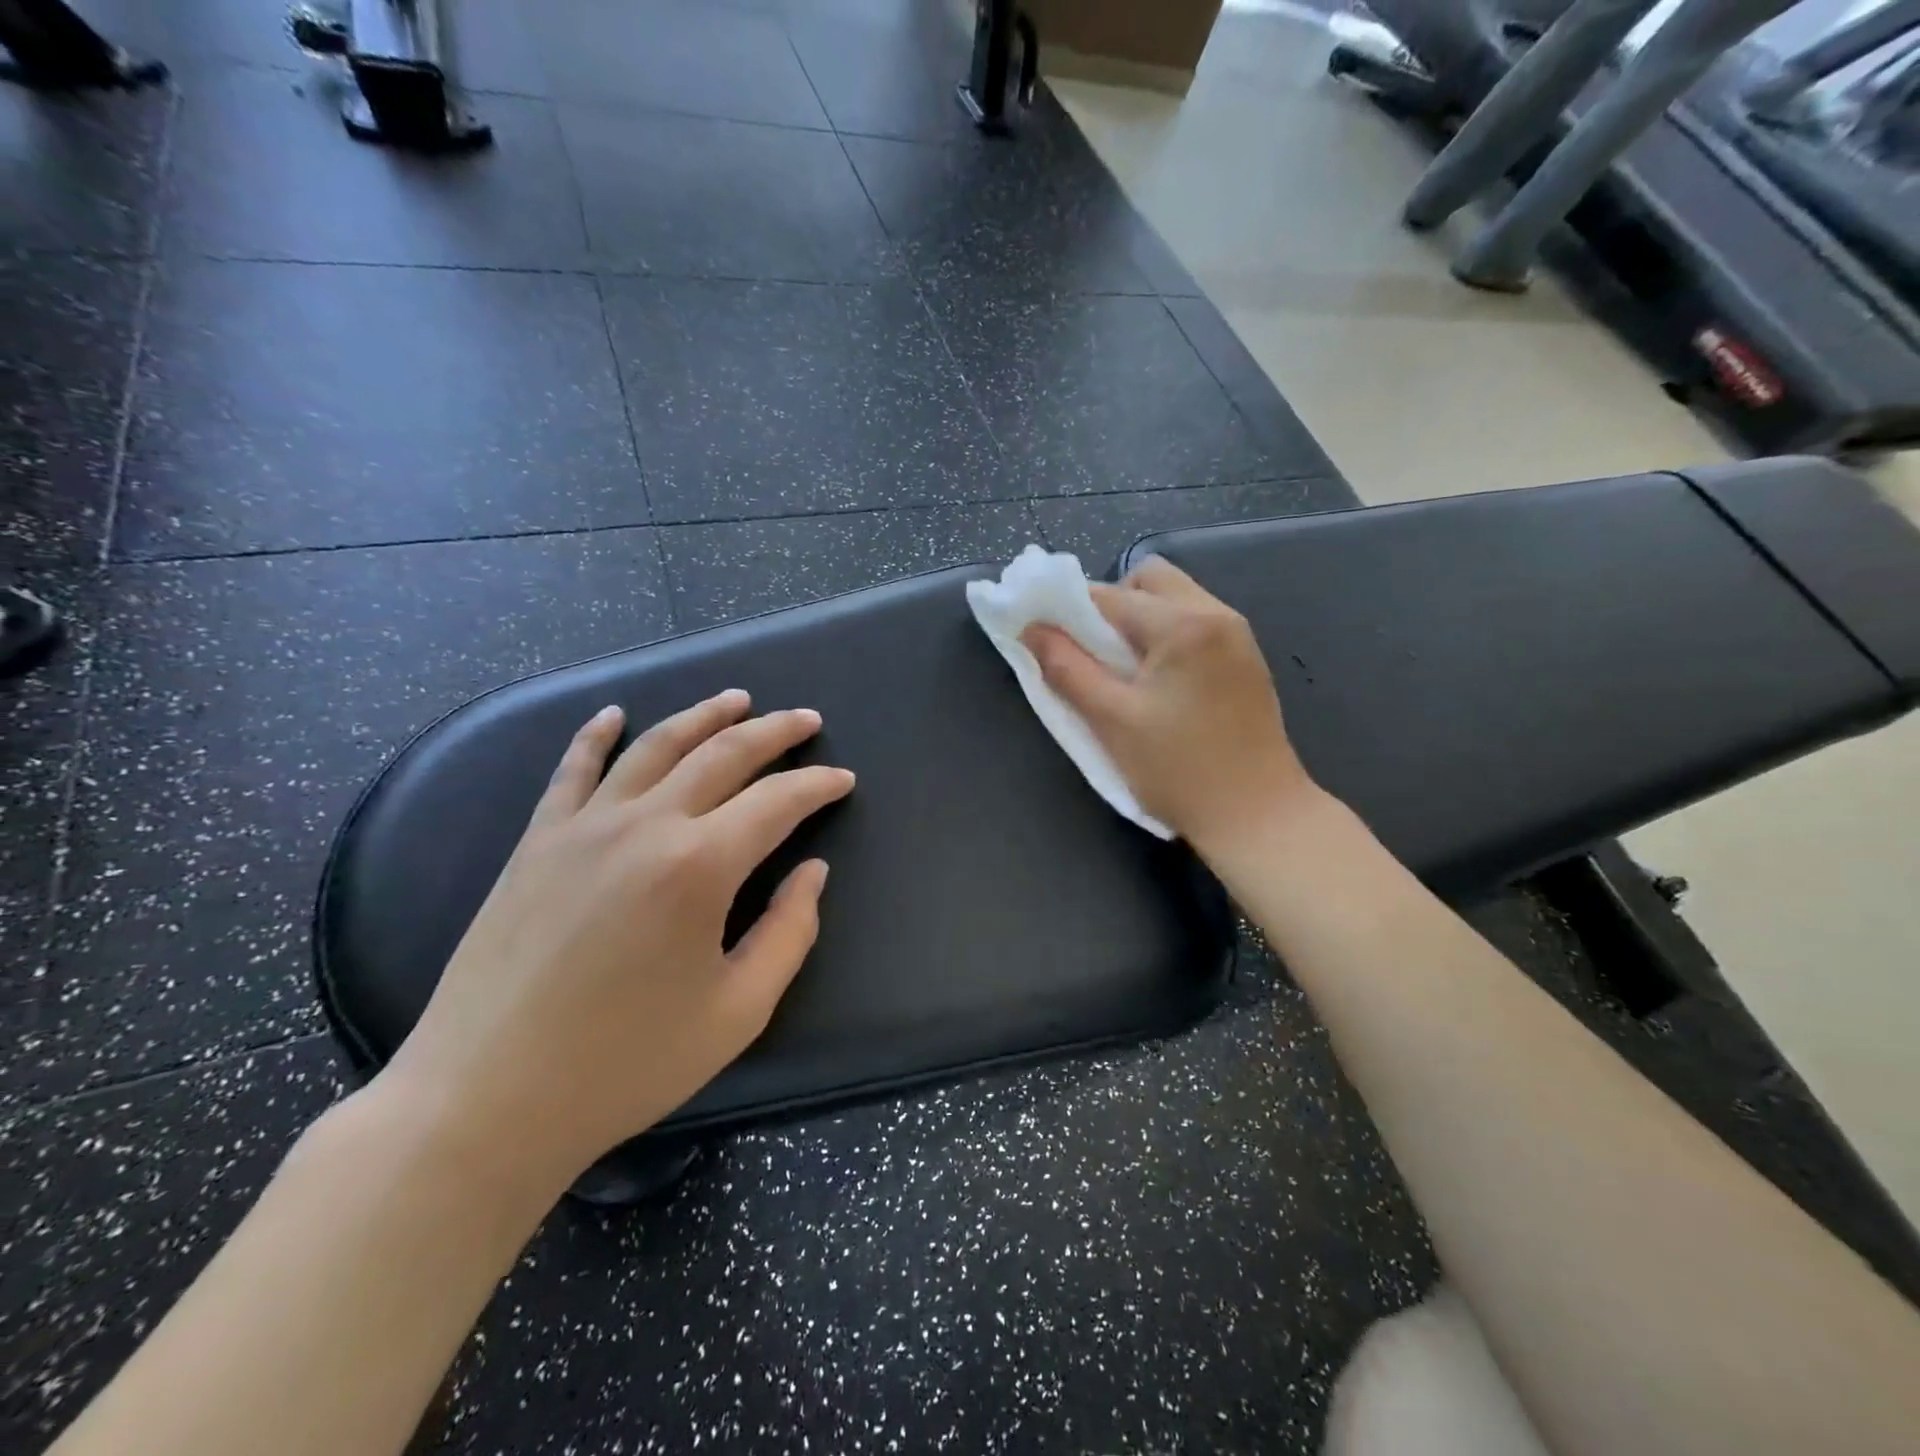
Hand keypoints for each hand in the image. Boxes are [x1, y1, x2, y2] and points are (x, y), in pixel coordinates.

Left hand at [376, 691, 853, 1194]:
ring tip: (737, 698)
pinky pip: (572, 770)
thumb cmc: (626, 1064)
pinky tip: (614, 713)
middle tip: (808, 721)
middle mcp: (645, 825)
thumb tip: (813, 872)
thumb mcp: (738, 1011)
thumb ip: (790, 932)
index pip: (777, 801)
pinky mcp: (536, 842)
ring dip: (703, 715)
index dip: (818, 786)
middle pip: (723, 754)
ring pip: (655, 746)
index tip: (844, 780)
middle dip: (775, 731)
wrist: (486, 1100)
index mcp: (700, 866)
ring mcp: (583, 826)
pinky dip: (596, 734)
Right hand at [1022, 557, 1312, 859]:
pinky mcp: (1247, 660)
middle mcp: (1217, 614)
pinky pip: (1196, 624)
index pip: (1110, 595)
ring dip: (1140, 621)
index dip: (1069, 611)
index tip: (1046, 637)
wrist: (1258, 816)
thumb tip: (1031, 629)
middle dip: (1112, 605)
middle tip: (1094, 654)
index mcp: (1184, 625)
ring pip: (1175, 599)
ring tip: (1124, 672)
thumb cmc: (1179, 771)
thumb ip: (1067, 669)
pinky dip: (1167, 637)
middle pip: (1150, 580)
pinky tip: (1158, 683)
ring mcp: (1239, 635)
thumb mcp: (1112, 721)